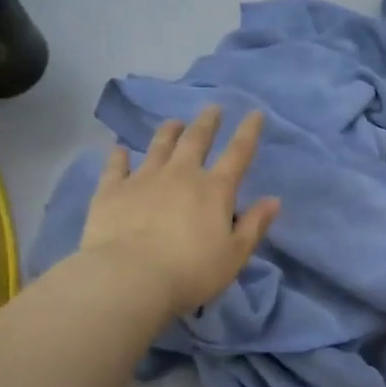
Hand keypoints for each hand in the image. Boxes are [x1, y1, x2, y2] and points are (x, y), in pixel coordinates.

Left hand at [79, 106, 280, 317]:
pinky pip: (116, 166)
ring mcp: (143, 178)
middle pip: (196, 140)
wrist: (130, 277)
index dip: (248, 132)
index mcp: (214, 189)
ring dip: (168, 132)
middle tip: (212, 108)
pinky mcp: (111, 190)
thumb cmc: (191, 272)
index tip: (254, 113)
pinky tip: (119, 149)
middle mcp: (180, 174)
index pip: (238, 153)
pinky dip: (119, 156)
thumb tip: (274, 200)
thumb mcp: (234, 255)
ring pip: (158, 146)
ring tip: (173, 122)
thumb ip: (253, 226)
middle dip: (207, 123)